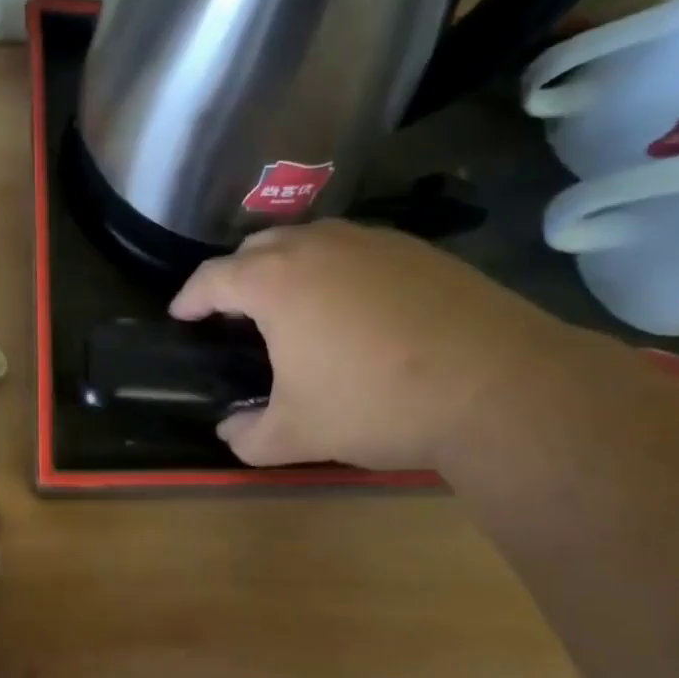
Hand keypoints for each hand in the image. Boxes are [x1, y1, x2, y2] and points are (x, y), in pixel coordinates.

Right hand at [169, 220, 578, 469]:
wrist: (497, 386)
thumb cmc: (375, 405)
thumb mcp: (298, 434)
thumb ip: (248, 436)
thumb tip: (229, 433)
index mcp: (275, 283)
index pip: (213, 278)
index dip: (190, 297)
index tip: (181, 314)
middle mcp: (318, 246)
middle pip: (258, 247)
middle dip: (236, 275)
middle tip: (233, 310)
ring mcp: (372, 241)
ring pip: (310, 241)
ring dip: (287, 266)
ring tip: (290, 304)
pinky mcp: (418, 250)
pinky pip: (355, 250)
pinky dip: (336, 270)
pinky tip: (352, 307)